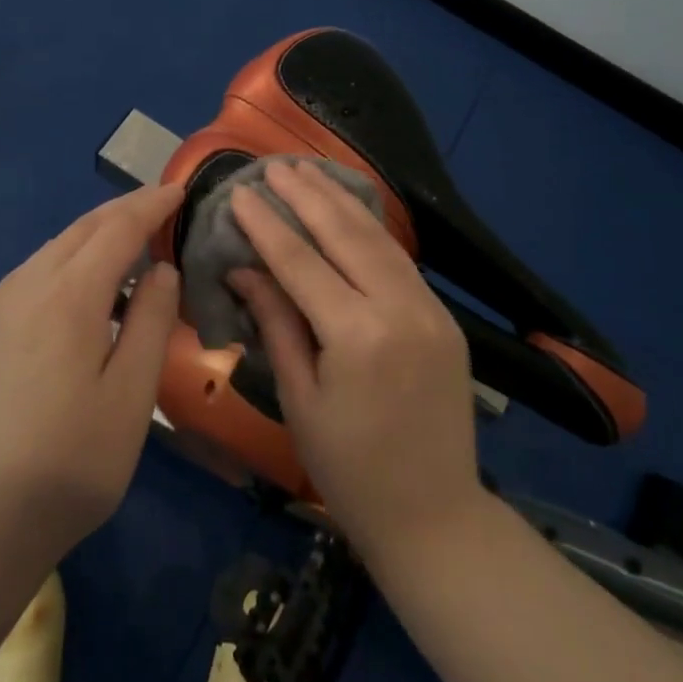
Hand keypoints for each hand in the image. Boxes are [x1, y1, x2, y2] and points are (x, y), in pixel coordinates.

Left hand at [0, 182, 184, 568]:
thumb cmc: (70, 461)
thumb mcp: (132, 395)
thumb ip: (151, 320)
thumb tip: (160, 269)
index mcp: (69, 295)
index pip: (118, 228)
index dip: (152, 205)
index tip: (180, 190)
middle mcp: (27, 285)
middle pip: (82, 229)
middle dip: (124, 211)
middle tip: (161, 207)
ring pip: (54, 249)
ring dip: (94, 235)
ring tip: (128, 243)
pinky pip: (33, 274)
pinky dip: (68, 261)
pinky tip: (80, 289)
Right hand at [228, 160, 480, 558]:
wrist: (435, 515)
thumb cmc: (350, 470)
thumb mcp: (299, 400)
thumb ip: (277, 323)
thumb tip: (244, 268)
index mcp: (356, 336)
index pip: (300, 261)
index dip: (266, 224)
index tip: (240, 192)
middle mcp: (398, 309)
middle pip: (345, 234)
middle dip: (306, 195)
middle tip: (274, 165)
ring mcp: (428, 308)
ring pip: (378, 237)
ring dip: (341, 200)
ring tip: (309, 170)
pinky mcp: (442, 316)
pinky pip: (399, 259)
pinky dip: (370, 228)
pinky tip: (349, 210)